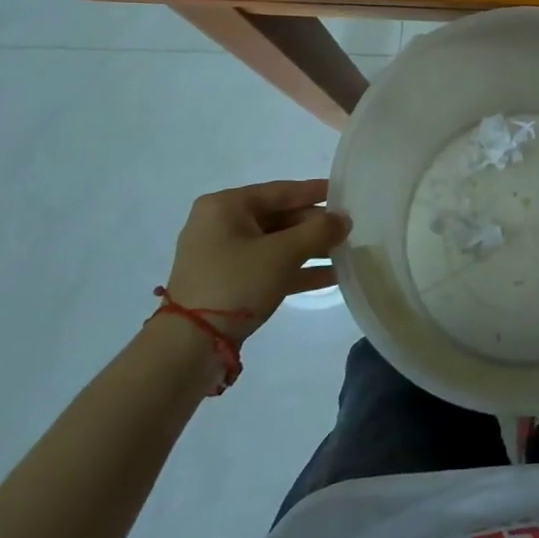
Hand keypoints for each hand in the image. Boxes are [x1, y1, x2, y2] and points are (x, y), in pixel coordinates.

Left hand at [161, 180, 349, 340]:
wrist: (189, 346)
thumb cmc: (235, 283)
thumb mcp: (283, 254)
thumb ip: (319, 231)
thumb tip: (345, 219)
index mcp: (226, 206)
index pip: (281, 191)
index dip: (316, 191)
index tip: (345, 191)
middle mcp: (221, 225)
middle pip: (279, 218)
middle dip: (315, 226)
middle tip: (349, 228)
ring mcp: (222, 256)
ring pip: (276, 244)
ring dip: (310, 250)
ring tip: (346, 252)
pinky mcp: (227, 283)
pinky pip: (269, 267)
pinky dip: (296, 270)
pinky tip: (330, 276)